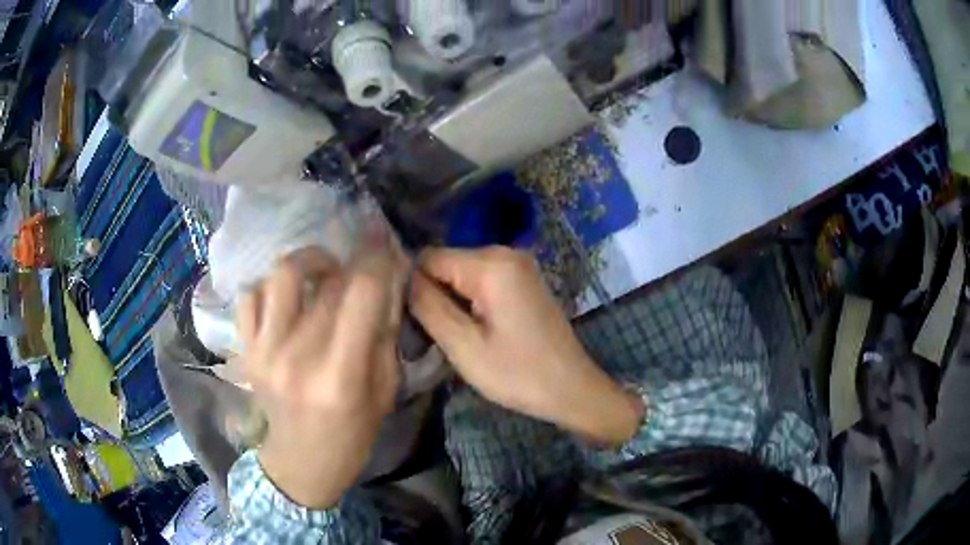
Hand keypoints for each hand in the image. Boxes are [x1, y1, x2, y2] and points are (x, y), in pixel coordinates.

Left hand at [236, 237, 406, 508]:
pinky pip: (251, 296)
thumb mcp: (384, 391)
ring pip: (282, 274)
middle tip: (362, 268)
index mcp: (340, 375)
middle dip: (352, 263)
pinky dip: (270, 288)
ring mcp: (264, 351)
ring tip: (322, 275)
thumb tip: (388, 281)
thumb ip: (385, 334)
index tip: (386, 250)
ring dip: (309, 263)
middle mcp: (297, 356)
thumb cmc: (352, 435)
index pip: (361, 292)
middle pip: (327, 280)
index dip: (378, 261)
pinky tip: (287, 300)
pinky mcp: (246, 350)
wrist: (301, 462)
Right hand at [409, 246, 641, 444]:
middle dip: (433, 294)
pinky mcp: (523, 280)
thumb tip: (401, 277)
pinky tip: (475, 330)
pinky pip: (482, 281)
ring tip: (454, 336)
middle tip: (433, 334)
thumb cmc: (518, 374)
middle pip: (446, 263)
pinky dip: (470, 301)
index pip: (428, 258)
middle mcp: (505, 252)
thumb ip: (428, 306)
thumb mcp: (464, 346)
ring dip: (451, 301)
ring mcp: (518, 265)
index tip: (413, 321)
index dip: (413, 287)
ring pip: (462, 273)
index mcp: (490, 264)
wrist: (572, 388)